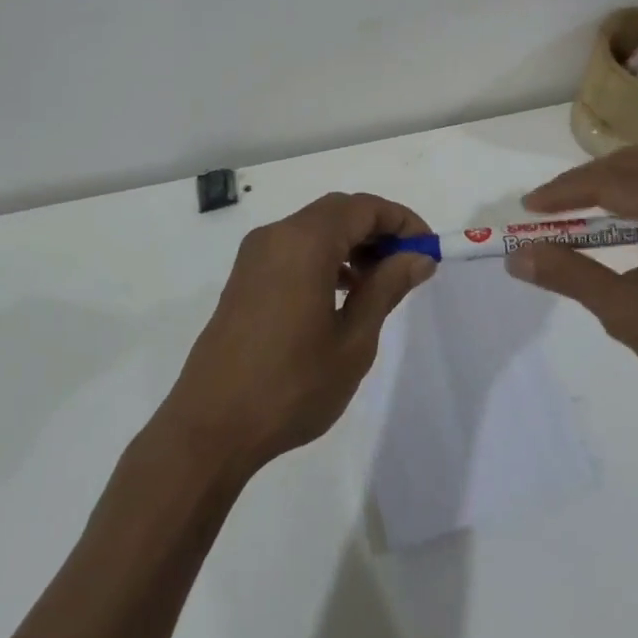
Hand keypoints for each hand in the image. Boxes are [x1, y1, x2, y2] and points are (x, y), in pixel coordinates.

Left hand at [155, 193, 434, 476]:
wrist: (209, 429)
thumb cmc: (291, 385)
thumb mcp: (353, 340)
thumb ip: (386, 288)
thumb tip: (418, 257)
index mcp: (305, 242)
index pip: (364, 208)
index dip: (402, 221)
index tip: (428, 249)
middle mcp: (277, 235)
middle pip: (338, 212)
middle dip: (378, 230)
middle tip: (408, 265)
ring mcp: (255, 255)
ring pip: (315, 228)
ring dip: (352, 244)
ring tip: (379, 283)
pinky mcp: (244, 278)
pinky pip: (294, 248)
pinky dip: (325, 257)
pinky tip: (341, 294)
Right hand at [507, 139, 637, 441]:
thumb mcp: (625, 312)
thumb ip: (570, 275)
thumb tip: (517, 255)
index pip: (609, 183)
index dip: (564, 192)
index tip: (529, 208)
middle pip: (636, 164)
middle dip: (589, 180)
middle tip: (553, 206)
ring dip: (625, 170)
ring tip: (594, 195)